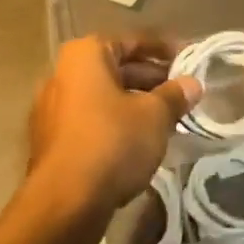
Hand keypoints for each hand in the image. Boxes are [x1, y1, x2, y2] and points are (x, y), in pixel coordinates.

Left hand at [27, 33, 200, 216]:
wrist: (64, 203)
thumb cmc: (112, 142)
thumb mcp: (154, 116)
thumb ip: (174, 96)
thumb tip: (192, 84)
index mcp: (85, 54)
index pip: (131, 41)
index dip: (163, 49)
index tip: (188, 59)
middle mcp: (62, 73)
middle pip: (115, 68)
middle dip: (150, 79)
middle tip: (182, 92)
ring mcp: (52, 107)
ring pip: (103, 96)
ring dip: (134, 103)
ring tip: (167, 118)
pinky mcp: (51, 140)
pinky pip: (91, 120)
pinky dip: (115, 124)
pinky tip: (140, 142)